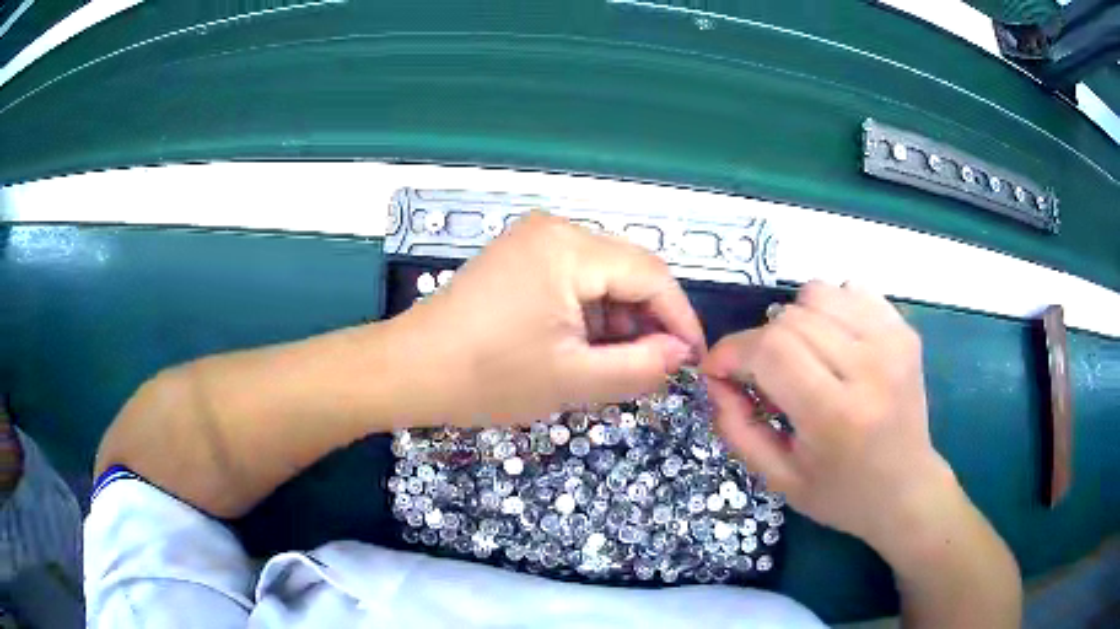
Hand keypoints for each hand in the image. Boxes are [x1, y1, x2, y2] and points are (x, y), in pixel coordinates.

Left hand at [398, 211, 704, 425]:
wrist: (410, 370)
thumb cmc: (488, 377)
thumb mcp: (574, 380)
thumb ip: (640, 367)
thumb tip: (681, 353)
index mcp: (570, 249)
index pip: (651, 275)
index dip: (680, 318)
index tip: (694, 360)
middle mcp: (556, 230)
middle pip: (628, 271)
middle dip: (649, 321)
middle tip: (657, 368)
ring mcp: (533, 240)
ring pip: (602, 276)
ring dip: (618, 320)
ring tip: (617, 365)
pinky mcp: (519, 257)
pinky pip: (574, 279)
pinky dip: (589, 313)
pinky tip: (584, 347)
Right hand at [701, 282, 954, 549]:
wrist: (906, 489)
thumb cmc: (840, 493)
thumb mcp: (777, 479)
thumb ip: (736, 428)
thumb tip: (715, 377)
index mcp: (835, 415)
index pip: (770, 350)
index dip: (731, 351)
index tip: (719, 370)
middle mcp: (869, 368)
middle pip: (789, 318)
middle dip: (759, 343)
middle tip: (763, 378)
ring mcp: (892, 342)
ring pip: (817, 293)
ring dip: (794, 321)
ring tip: (803, 358)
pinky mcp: (904, 330)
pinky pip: (851, 290)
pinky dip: (830, 310)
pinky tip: (835, 344)